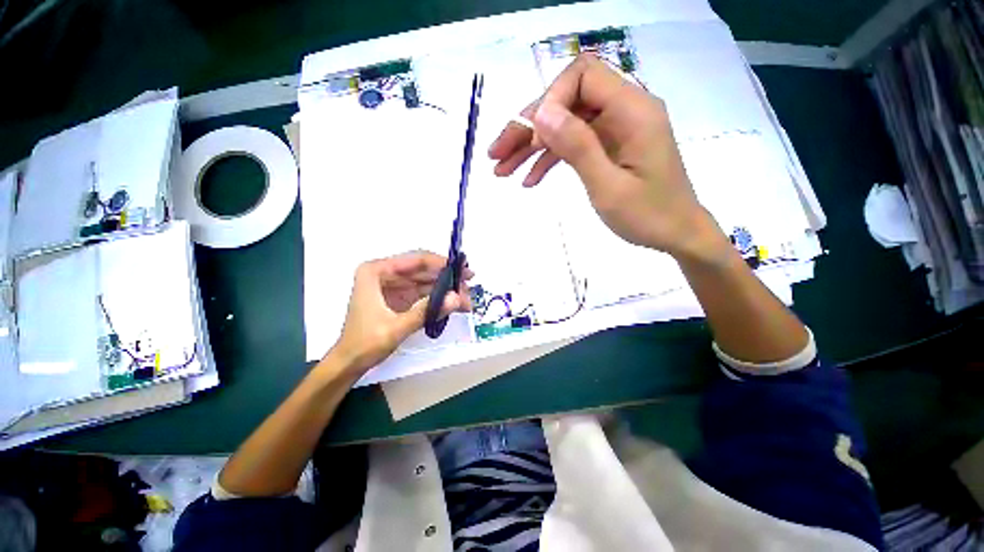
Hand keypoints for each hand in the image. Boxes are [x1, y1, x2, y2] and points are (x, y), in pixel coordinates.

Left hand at [331, 252, 471, 374]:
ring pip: (426, 282)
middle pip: (423, 270)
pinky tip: (454, 304)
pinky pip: (423, 293)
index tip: (463, 269)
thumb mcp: (396, 327)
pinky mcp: (400, 298)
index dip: (442, 263)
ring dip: (446, 289)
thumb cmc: (365, 343)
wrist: (349, 363)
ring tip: (466, 299)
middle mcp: (385, 274)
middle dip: (447, 278)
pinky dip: (439, 299)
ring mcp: (393, 286)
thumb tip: (456, 298)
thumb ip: (426, 312)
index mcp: (376, 272)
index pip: (415, 260)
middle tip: (470, 284)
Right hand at [489, 54, 727, 260]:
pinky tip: (528, 180)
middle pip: (566, 102)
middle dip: (528, 128)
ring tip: (502, 171)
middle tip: (496, 156)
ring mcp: (614, 130)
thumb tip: (542, 112)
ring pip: (564, 125)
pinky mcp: (608, 147)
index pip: (582, 76)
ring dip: (531, 146)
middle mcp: (623, 110)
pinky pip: (572, 144)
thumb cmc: (648, 215)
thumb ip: (578, 146)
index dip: (550, 101)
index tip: (531, 137)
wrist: (676, 234)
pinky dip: (548, 160)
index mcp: (632, 110)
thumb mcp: (608, 186)